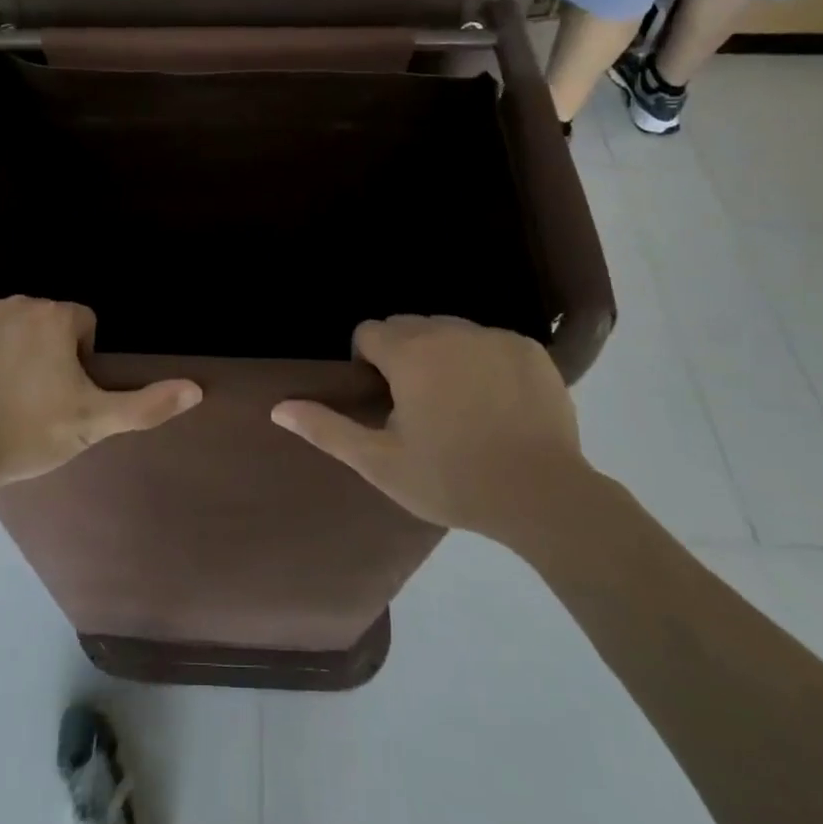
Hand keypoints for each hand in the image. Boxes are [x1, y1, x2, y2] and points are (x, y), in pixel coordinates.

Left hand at [0, 297, 201, 488]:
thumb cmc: (26, 434)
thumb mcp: (92, 424)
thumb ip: (146, 405)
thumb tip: (197, 388)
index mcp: (56, 316)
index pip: (81, 325)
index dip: (77, 359)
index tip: (60, 393)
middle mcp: (17, 301)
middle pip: (41, 321)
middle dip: (41, 350)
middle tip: (29, 398)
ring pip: (3, 323)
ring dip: (5, 348)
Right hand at [272, 316, 590, 544]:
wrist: (544, 498)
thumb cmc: (453, 480)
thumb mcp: (381, 463)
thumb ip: (327, 429)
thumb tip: (278, 407)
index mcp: (410, 353)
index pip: (369, 332)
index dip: (368, 363)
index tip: (385, 400)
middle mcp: (450, 331)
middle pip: (408, 326)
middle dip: (403, 355)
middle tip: (419, 405)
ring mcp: (494, 336)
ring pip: (449, 330)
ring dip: (442, 354)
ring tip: (458, 402)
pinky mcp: (529, 348)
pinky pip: (488, 340)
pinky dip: (482, 360)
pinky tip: (495, 400)